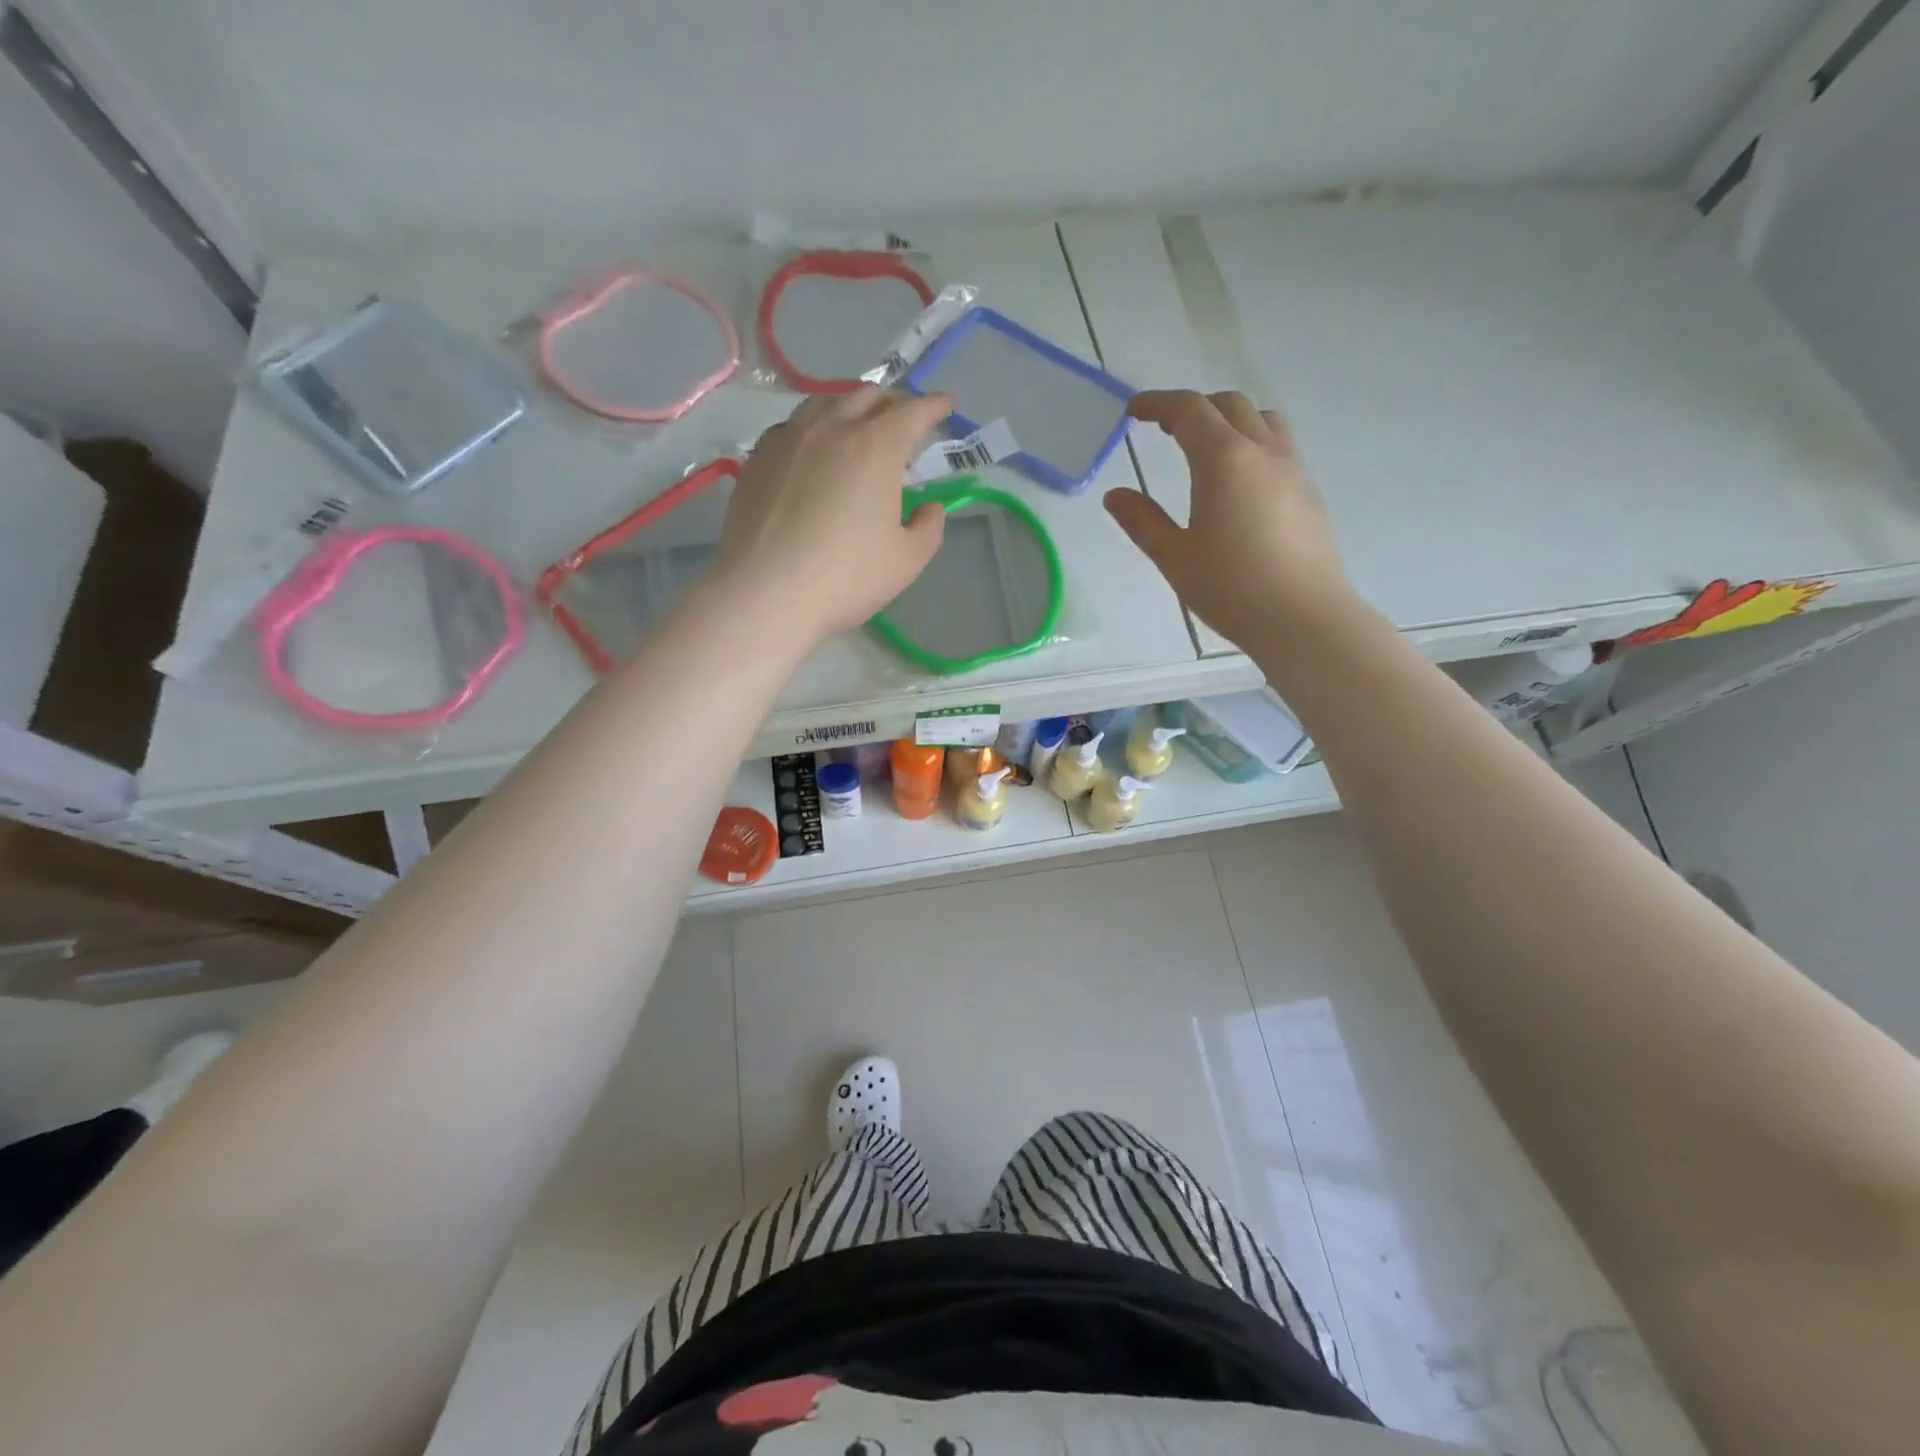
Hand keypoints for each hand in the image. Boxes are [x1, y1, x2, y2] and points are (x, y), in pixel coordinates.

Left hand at [718, 387, 952, 642]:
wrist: (765, 593)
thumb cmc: (845, 578)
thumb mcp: (906, 561)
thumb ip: (928, 527)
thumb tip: (928, 508)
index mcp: (876, 447)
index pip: (912, 411)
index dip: (934, 406)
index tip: (946, 406)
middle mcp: (832, 428)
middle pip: (868, 396)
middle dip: (894, 403)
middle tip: (906, 423)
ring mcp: (789, 439)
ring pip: (826, 402)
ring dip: (852, 408)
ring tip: (859, 428)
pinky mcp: (758, 458)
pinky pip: (794, 426)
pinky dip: (815, 428)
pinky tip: (815, 452)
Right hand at [1105, 391, 1356, 647]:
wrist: (1304, 618)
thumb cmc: (1231, 588)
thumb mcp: (1175, 558)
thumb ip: (1143, 521)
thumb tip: (1115, 495)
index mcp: (1224, 460)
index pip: (1190, 410)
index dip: (1158, 403)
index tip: (1134, 411)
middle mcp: (1263, 452)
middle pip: (1230, 405)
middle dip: (1194, 407)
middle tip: (1164, 429)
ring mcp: (1293, 470)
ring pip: (1263, 420)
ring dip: (1230, 420)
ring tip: (1206, 448)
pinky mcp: (1309, 494)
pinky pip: (1280, 447)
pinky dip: (1252, 444)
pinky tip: (1239, 483)